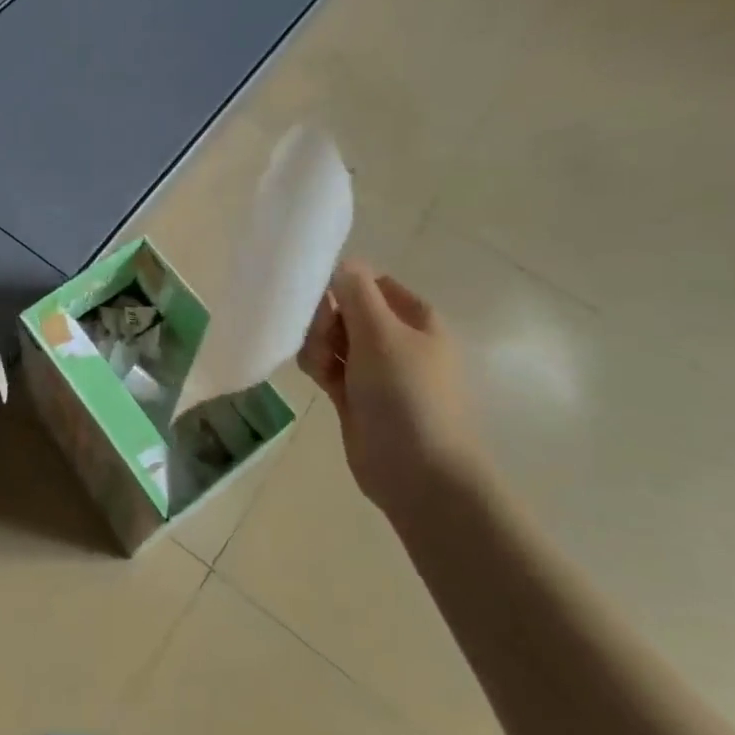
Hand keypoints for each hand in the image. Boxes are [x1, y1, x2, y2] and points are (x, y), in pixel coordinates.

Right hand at [297, 260, 482, 518]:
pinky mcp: (355, 397)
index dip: (344, 284)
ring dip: (318, 344)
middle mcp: (396, 340)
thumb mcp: (381, 332)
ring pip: (332, 339)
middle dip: (325, 318)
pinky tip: (317, 378)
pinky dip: (318, 366)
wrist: (417, 472)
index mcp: (415, 319)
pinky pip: (328, 366)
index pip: (372, 283)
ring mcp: (375, 371)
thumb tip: (344, 262)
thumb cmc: (406, 394)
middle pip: (346, 310)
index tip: (319, 295)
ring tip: (321, 366)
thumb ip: (356, 291)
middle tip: (322, 335)